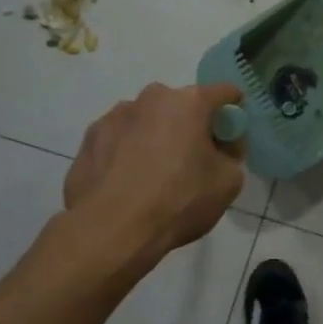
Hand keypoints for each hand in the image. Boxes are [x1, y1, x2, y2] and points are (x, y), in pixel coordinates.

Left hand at [62, 83, 245, 261]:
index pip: (224, 92)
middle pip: (181, 105)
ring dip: (157, 136)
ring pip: (147, 120)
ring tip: (155, 173)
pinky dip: (128, 151)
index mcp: (189, 102)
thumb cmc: (178, 201)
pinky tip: (129, 181)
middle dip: (191, 124)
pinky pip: (120, 138)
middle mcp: (151, 98)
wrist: (111, 231)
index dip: (233, 110)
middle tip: (194, 157)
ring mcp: (114, 116)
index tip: (232, 132)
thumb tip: (222, 146)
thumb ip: (232, 154)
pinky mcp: (89, 138)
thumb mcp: (229, 182)